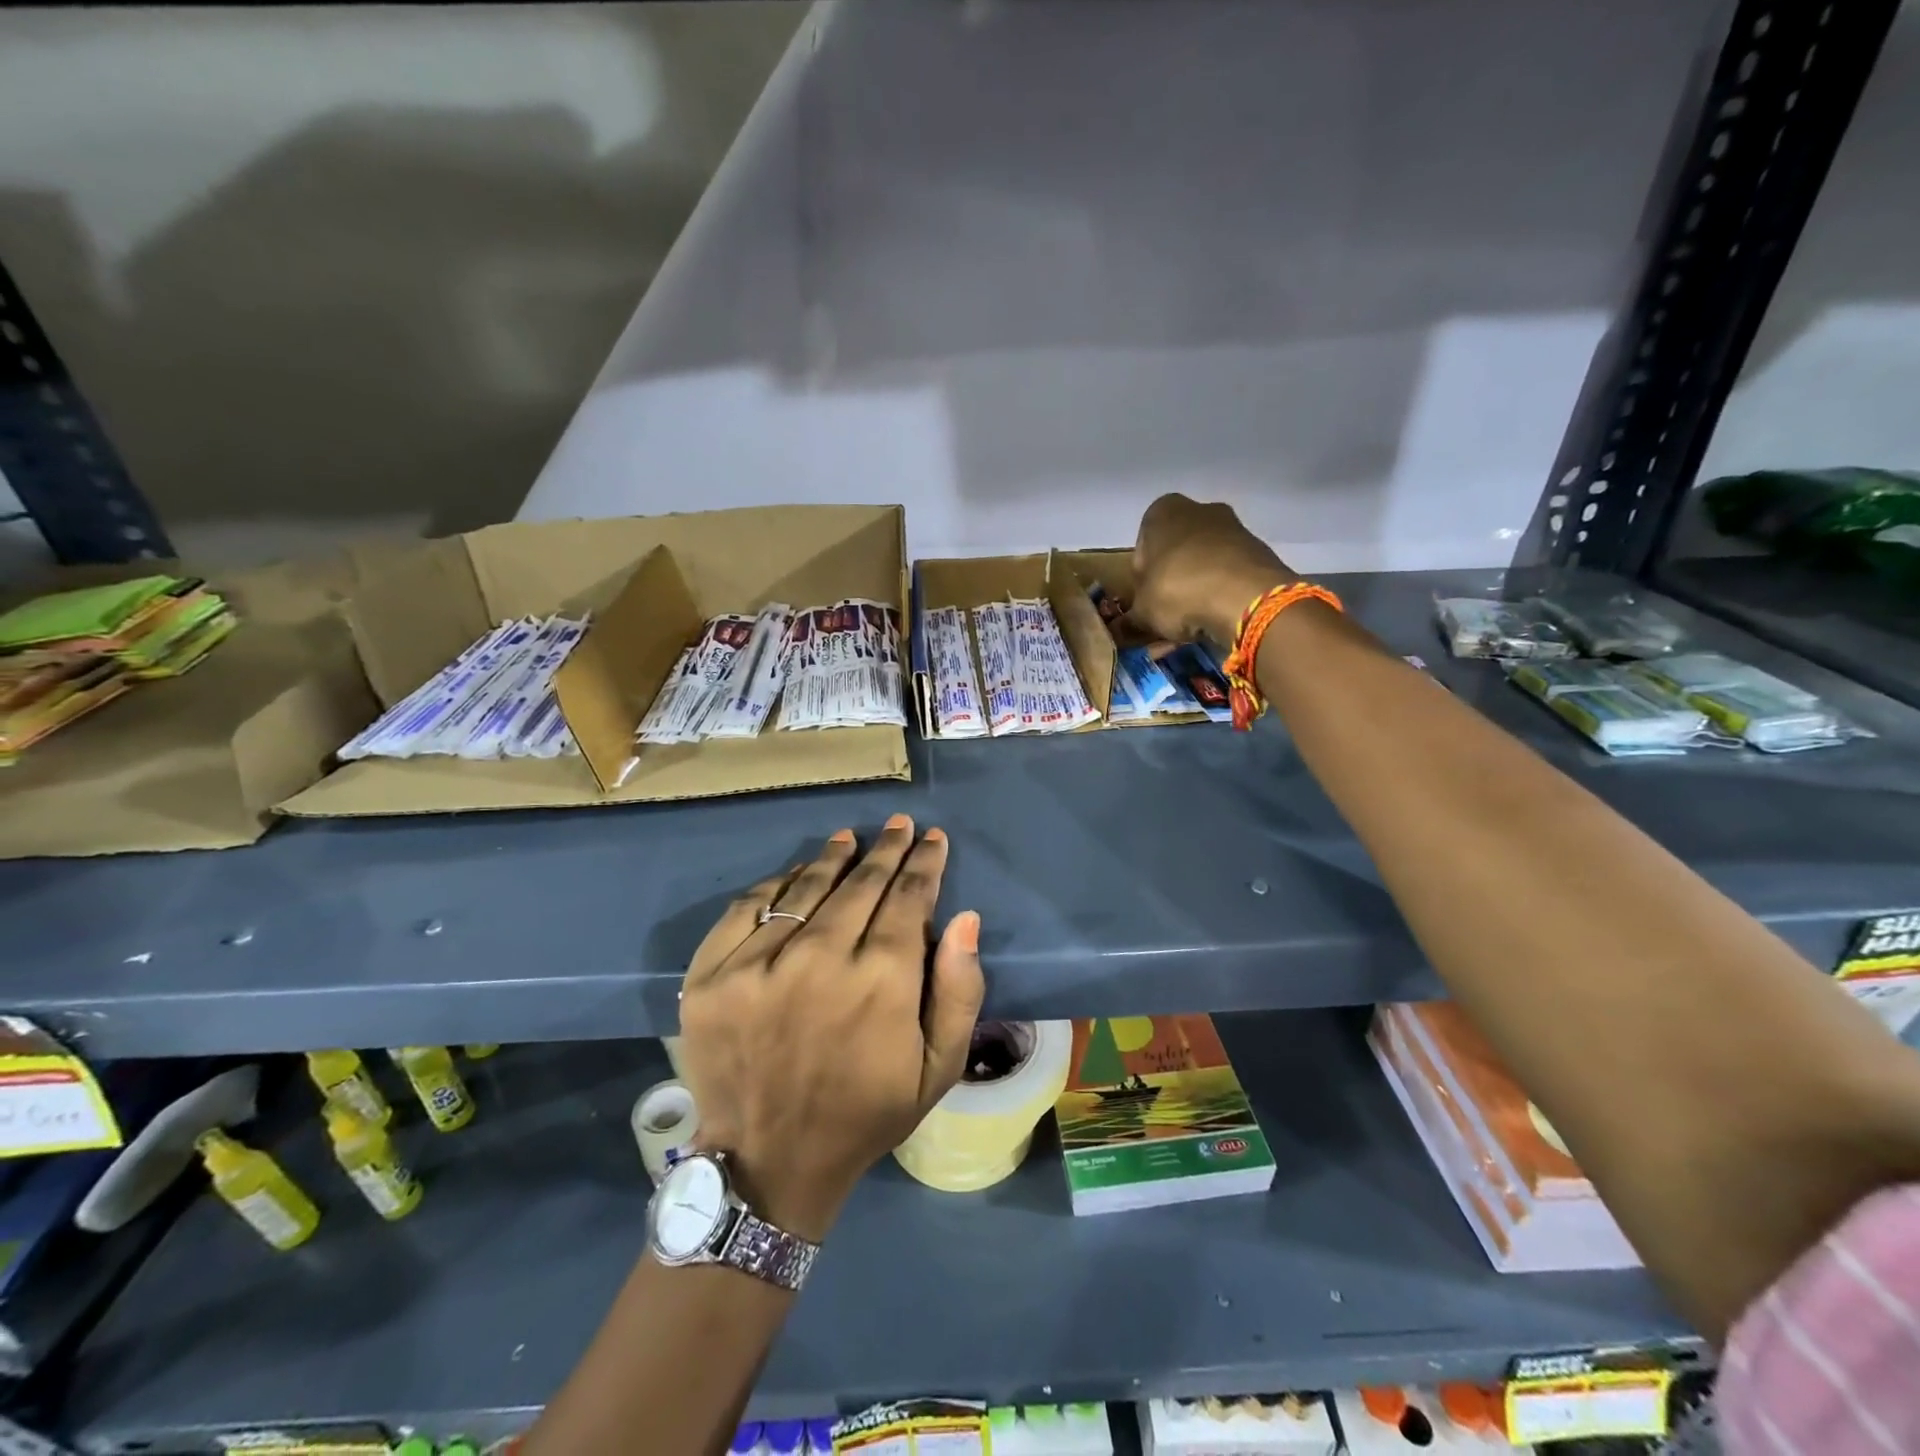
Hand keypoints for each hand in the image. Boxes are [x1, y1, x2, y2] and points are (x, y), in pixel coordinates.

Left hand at [675, 816, 984, 1243]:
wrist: (769, 1162)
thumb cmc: (865, 1114)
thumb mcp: (936, 1069)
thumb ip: (959, 991)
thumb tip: (964, 918)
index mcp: (880, 983)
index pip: (907, 898)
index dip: (924, 864)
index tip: (933, 839)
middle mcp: (820, 960)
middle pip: (860, 884)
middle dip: (886, 850)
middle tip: (898, 824)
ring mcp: (757, 965)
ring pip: (804, 887)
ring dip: (833, 858)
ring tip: (849, 838)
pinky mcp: (709, 976)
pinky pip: (747, 906)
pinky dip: (775, 883)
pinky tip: (795, 873)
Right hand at [1123, 493, 1294, 645]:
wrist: (1247, 599)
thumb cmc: (1178, 591)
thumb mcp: (1142, 611)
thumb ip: (1130, 618)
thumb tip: (1119, 630)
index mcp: (1161, 512)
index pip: (1142, 547)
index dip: (1141, 579)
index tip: (1146, 602)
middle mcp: (1198, 509)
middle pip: (1176, 552)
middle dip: (1172, 580)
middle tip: (1169, 613)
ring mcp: (1233, 527)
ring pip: (1204, 563)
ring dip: (1197, 589)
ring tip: (1195, 623)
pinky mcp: (1258, 550)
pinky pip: (1229, 574)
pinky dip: (1222, 593)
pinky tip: (1218, 619)